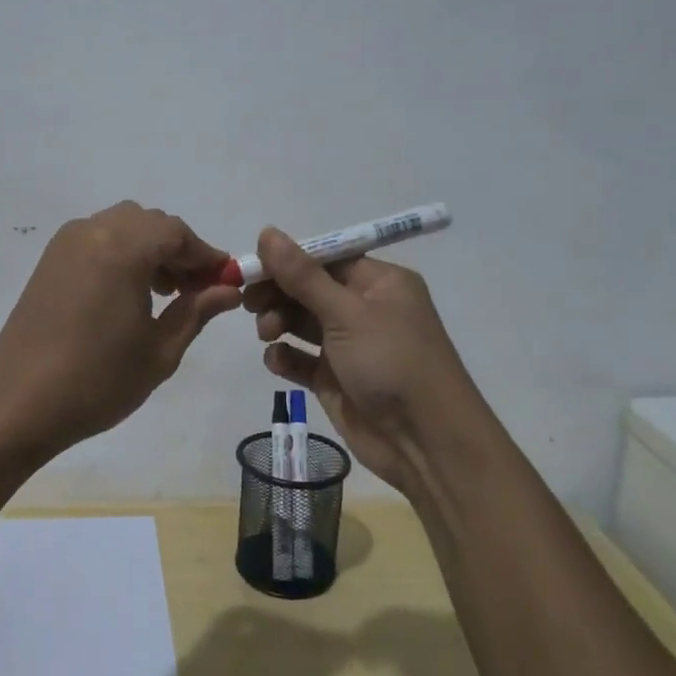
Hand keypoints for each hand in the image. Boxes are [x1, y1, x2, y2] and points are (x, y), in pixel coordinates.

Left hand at [0, 202, 241, 455]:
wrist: (19, 403)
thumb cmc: (98, 380)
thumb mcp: (160, 350)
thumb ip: (197, 310)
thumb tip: (228, 289)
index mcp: (122, 247)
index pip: (177, 232)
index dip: (205, 255)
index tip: (225, 281)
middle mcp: (92, 231)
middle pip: (150, 223)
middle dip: (178, 250)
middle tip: (195, 291)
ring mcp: (65, 243)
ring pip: (123, 227)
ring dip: (150, 250)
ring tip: (163, 294)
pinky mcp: (49, 260)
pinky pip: (97, 239)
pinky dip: (122, 253)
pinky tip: (128, 293)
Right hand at [244, 227, 481, 494]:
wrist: (426, 443)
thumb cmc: (392, 363)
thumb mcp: (347, 313)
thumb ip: (302, 275)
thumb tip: (267, 232)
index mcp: (380, 283)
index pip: (326, 258)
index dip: (288, 260)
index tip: (253, 266)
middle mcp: (365, 309)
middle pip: (309, 289)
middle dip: (279, 293)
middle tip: (249, 302)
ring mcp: (350, 346)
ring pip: (302, 322)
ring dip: (279, 322)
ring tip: (267, 333)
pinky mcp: (336, 379)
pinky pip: (302, 359)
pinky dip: (286, 356)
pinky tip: (276, 360)